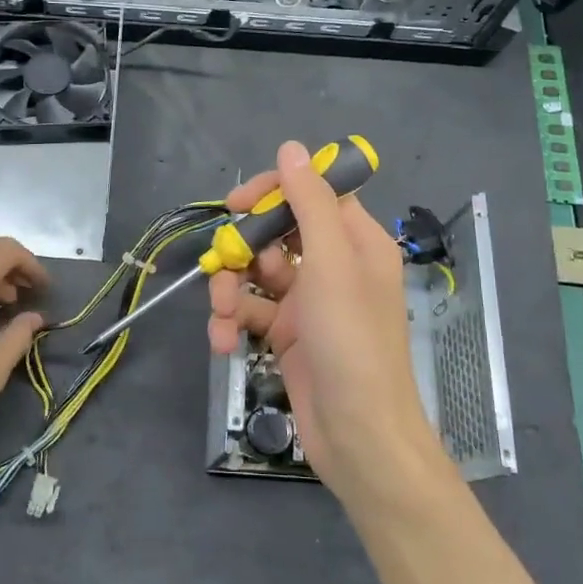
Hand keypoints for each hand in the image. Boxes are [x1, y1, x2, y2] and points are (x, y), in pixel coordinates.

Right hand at [208, 141, 458, 515]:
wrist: (358, 435)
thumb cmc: (352, 341)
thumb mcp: (332, 264)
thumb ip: (310, 203)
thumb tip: (292, 148)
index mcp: (356, 242)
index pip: (313, 194)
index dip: (274, 191)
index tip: (236, 203)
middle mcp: (333, 266)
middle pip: (275, 234)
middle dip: (244, 250)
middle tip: (224, 264)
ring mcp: (308, 303)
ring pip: (256, 274)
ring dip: (231, 291)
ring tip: (224, 318)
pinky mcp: (287, 335)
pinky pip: (252, 312)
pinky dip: (233, 323)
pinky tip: (224, 342)